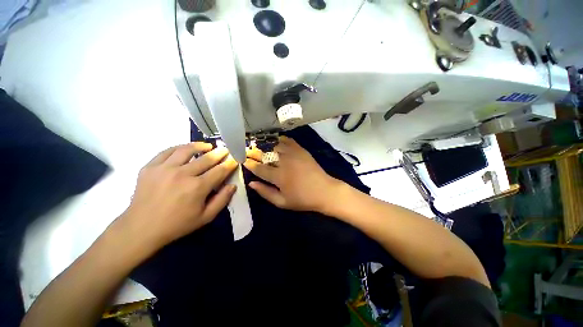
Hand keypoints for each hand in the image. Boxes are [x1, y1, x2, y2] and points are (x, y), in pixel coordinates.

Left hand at [120, 142, 237, 247]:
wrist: (140, 229)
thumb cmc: (177, 225)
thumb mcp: (205, 217)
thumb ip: (222, 200)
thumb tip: (233, 186)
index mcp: (197, 187)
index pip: (220, 170)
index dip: (229, 164)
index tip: (235, 159)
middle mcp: (182, 174)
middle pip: (206, 158)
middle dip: (219, 153)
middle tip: (225, 150)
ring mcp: (164, 168)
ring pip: (186, 150)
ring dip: (200, 146)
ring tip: (207, 146)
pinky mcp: (150, 167)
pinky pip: (166, 151)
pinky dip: (179, 147)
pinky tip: (185, 148)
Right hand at [244, 136, 340, 211]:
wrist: (324, 191)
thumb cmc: (303, 199)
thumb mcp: (282, 202)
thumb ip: (265, 192)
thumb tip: (251, 183)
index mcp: (279, 176)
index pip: (259, 168)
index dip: (250, 163)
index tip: (243, 160)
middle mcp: (284, 162)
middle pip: (265, 154)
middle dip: (254, 151)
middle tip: (247, 150)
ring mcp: (293, 154)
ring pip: (274, 145)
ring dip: (264, 143)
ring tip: (257, 143)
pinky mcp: (301, 150)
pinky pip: (288, 140)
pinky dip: (279, 139)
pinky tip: (274, 140)